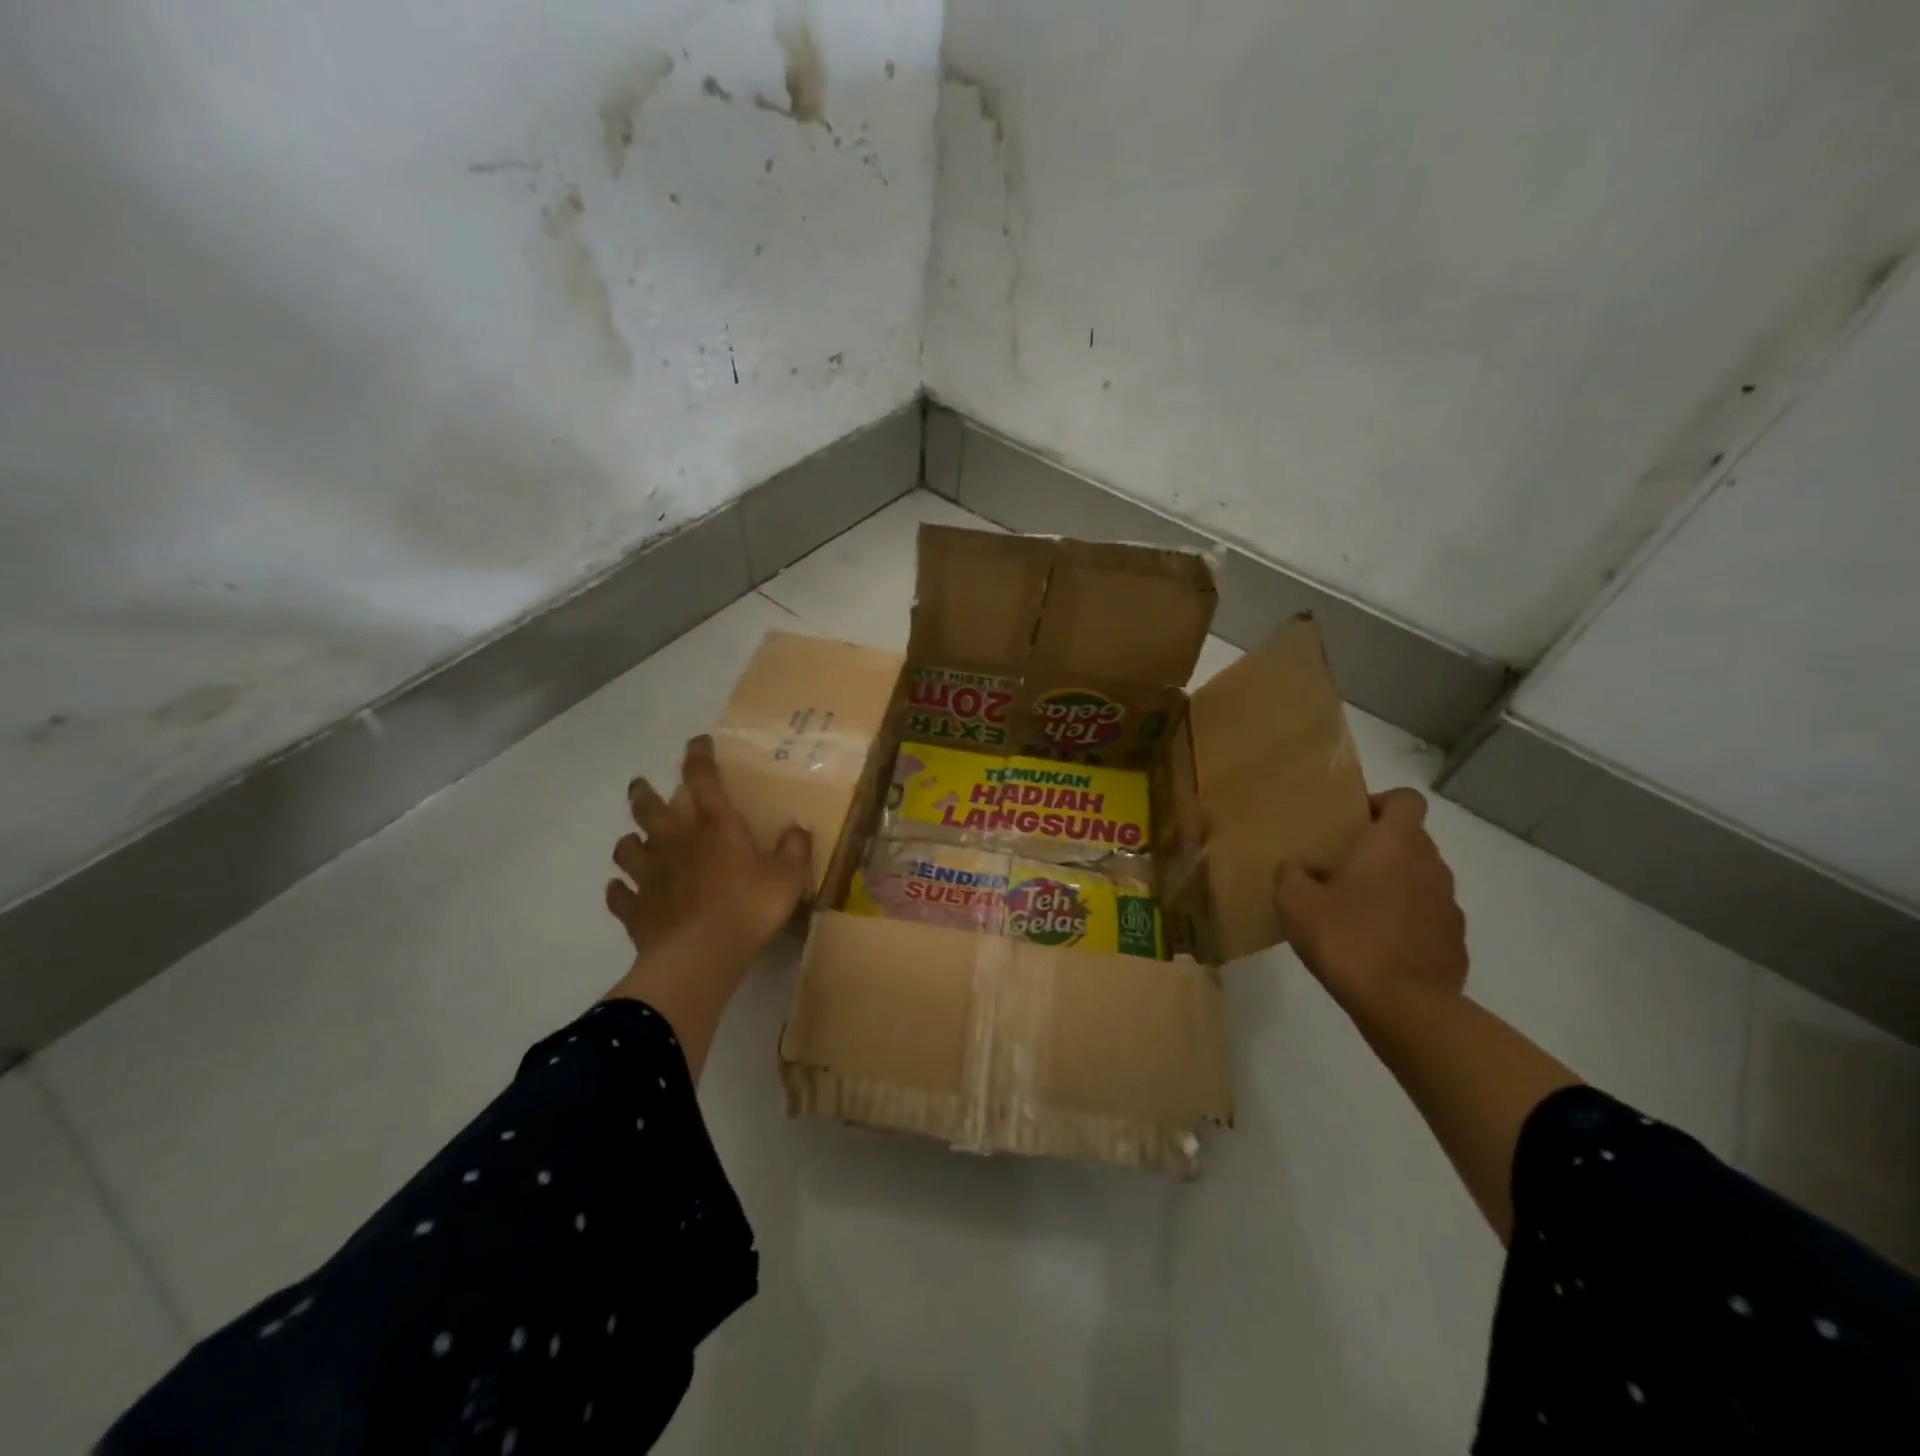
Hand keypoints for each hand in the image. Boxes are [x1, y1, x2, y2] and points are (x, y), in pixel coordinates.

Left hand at [605, 735, 813, 963]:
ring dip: (629, 842)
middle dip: (644, 793)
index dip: (699, 757)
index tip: (696, 742)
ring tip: (634, 842)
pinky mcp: (636, 909)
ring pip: (627, 848)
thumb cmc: (749, 907)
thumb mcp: (788, 877)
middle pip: (650, 809)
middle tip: (640, 785)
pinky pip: (619, 896)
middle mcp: (677, 843)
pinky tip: (621, 891)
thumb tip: (798, 829)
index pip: (704, 780)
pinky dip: (619, 891)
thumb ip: (794, 849)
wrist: (701, 955)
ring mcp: (650, 876)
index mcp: (715, 828)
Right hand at [1273, 787, 1467, 1019]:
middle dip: (1379, 848)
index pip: (1405, 799)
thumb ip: (1291, 874)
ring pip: (1419, 879)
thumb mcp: (1293, 901)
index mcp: (1395, 844)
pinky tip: (1376, 945)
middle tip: (1340, 867)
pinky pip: (1427, 917)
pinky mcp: (1454, 942)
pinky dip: (1405, 921)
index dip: (1380, 802)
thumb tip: (1297, 869)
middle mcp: (1430, 865)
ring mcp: (1448, 905)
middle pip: (1411, 839)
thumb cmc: (1346, 938)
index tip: (1352, 822)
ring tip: (1355, 910)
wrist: (1404, 1007)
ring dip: (1393, 885)